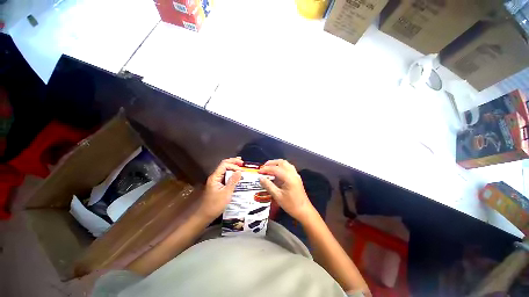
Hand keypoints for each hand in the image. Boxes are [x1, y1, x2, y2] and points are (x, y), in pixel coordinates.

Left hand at [198, 158, 242, 220]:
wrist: (204, 216)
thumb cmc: (215, 205)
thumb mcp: (226, 193)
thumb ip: (233, 181)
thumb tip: (239, 171)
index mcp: (215, 177)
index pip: (224, 165)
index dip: (233, 165)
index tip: (242, 170)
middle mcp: (215, 177)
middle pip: (224, 165)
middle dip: (233, 162)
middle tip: (242, 162)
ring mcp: (216, 181)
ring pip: (224, 170)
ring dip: (232, 167)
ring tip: (240, 166)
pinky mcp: (218, 185)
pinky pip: (225, 176)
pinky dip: (231, 174)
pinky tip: (236, 176)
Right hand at [258, 159, 314, 221]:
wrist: (304, 211)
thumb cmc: (291, 204)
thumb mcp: (278, 196)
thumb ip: (269, 186)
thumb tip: (261, 178)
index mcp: (288, 177)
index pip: (275, 169)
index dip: (266, 169)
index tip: (259, 171)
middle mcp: (293, 173)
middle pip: (282, 162)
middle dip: (272, 163)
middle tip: (264, 167)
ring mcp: (296, 175)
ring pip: (286, 164)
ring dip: (277, 164)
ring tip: (269, 168)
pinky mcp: (296, 178)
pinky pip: (289, 168)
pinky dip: (282, 167)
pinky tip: (277, 172)